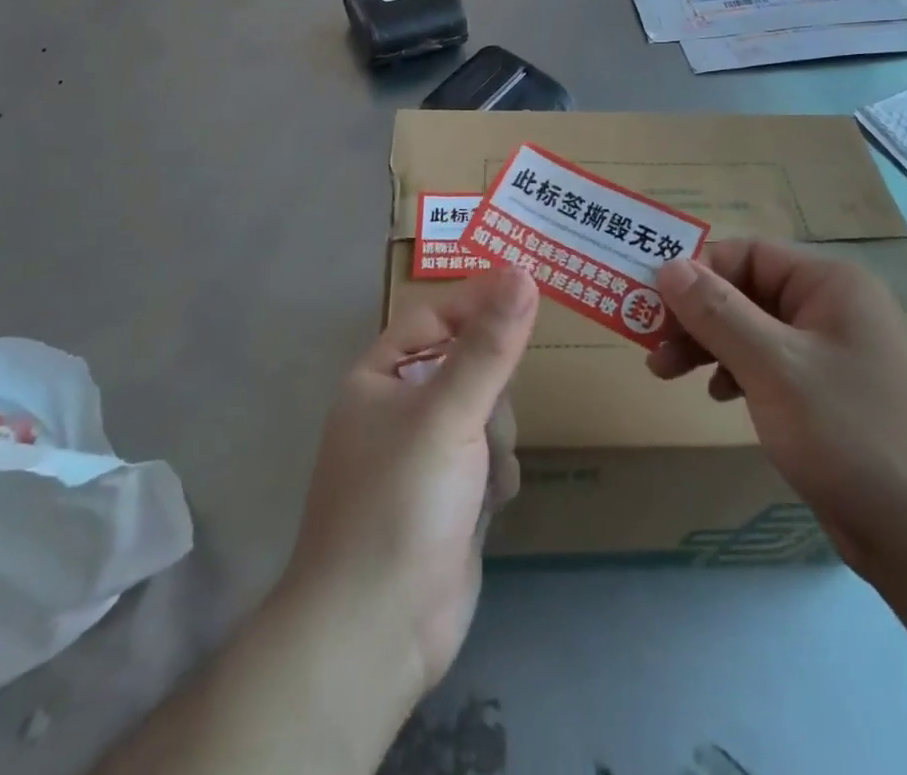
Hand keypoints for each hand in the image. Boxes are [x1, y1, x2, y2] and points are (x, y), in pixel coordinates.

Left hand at [283, 267, 536, 702]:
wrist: (377, 633)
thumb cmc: (400, 502)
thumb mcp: (448, 413)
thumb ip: (489, 345)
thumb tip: (523, 273)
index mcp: (380, 376)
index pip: (435, 314)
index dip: (478, 299)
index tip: (529, 284)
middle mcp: (400, 407)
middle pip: (469, 364)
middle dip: (490, 391)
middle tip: (488, 417)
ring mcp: (425, 454)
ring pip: (487, 412)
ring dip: (496, 440)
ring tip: (483, 474)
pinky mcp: (449, 495)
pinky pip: (490, 457)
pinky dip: (496, 476)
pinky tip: (487, 505)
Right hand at [648, 240, 906, 572]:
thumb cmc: (850, 434)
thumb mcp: (773, 366)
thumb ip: (717, 312)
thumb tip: (669, 265)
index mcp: (830, 284)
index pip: (747, 254)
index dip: (697, 273)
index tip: (652, 306)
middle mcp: (834, 307)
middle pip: (748, 291)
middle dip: (697, 316)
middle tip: (653, 347)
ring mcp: (835, 352)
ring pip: (755, 330)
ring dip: (710, 345)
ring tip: (668, 374)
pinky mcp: (832, 394)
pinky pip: (772, 364)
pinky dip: (739, 372)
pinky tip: (722, 397)